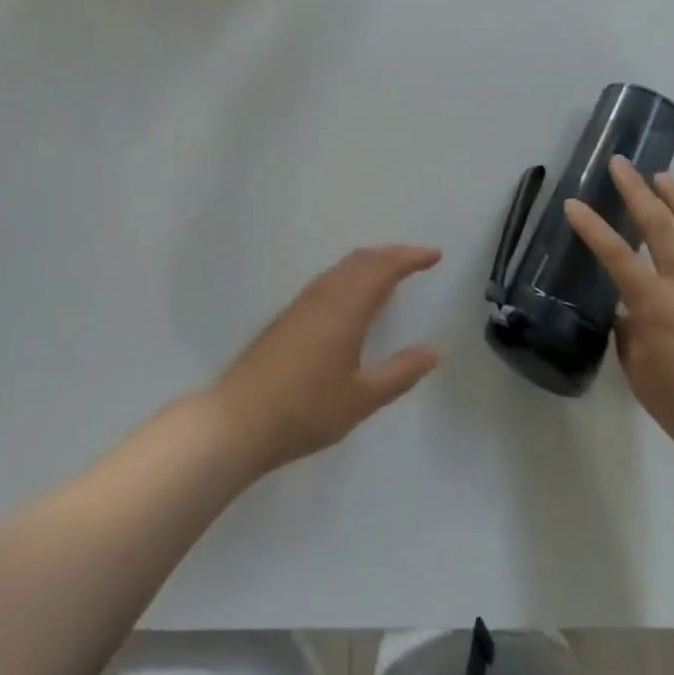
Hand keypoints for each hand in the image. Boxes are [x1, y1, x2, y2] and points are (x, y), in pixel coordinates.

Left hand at [209, 246, 443, 475]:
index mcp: (346, 309)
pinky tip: (354, 296)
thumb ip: (400, 373)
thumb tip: (434, 351)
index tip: (435, 255)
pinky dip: (352, 274)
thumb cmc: (305, 410)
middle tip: (419, 260)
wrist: (238, 420)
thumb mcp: (361, 399)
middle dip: (393, 254)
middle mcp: (324, 296)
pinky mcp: (288, 316)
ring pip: (342, 268)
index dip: (410, 258)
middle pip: (362, 260)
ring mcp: (302, 304)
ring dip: (371, 262)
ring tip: (392, 272)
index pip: (383, 269)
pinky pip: (329, 279)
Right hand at [564, 159, 673, 487]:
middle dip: (634, 190)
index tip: (573, 203)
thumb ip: (629, 335)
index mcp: (655, 307)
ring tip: (661, 175)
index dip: (591, 226)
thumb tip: (628, 310)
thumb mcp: (642, 378)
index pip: (615, 254)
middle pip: (657, 225)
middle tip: (619, 163)